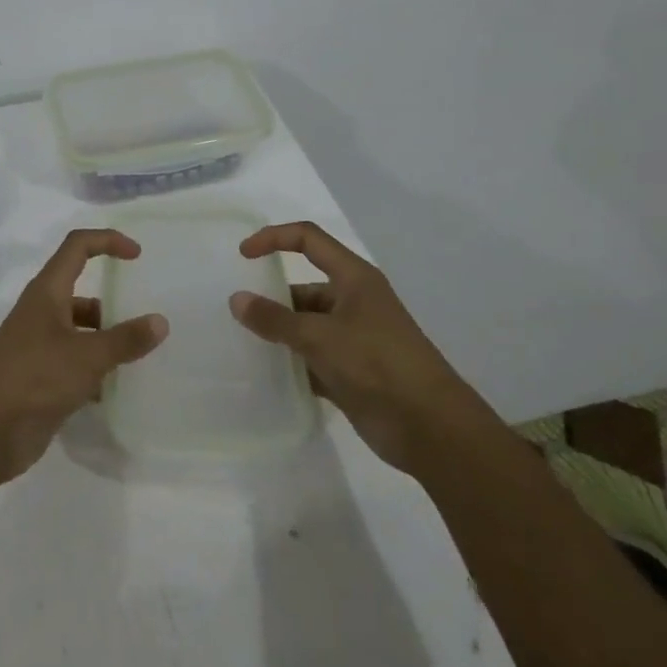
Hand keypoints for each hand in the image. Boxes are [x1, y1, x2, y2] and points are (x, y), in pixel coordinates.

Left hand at [0, 229, 167, 482]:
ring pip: (79, 330)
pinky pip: (73, 363)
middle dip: (111, 303)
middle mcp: (41, 312)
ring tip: (136, 359)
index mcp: (47, 292)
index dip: (107, 241)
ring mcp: (38, 346)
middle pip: (81, 291)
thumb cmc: (34, 378)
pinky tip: (113, 390)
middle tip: (143, 321)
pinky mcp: (38, 378)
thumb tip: (161, 321)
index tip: (137, 256)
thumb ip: (126, 339)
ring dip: (105, 340)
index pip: (78, 247)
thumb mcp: (87, 356)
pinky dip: (93, 370)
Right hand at [231, 221, 468, 473]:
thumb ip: (275, 319)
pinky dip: (292, 363)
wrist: (430, 428)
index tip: (242, 256)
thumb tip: (236, 300)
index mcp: (353, 278)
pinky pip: (312, 358)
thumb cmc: (376, 364)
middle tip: (237, 314)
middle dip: (272, 297)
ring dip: (280, 333)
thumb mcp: (319, 336)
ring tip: (243, 344)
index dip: (274, 238)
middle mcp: (354, 301)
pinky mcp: (352, 371)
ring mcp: (354, 338)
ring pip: (306, 325)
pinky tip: (266, 374)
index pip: (308, 239)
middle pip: (304, 286)